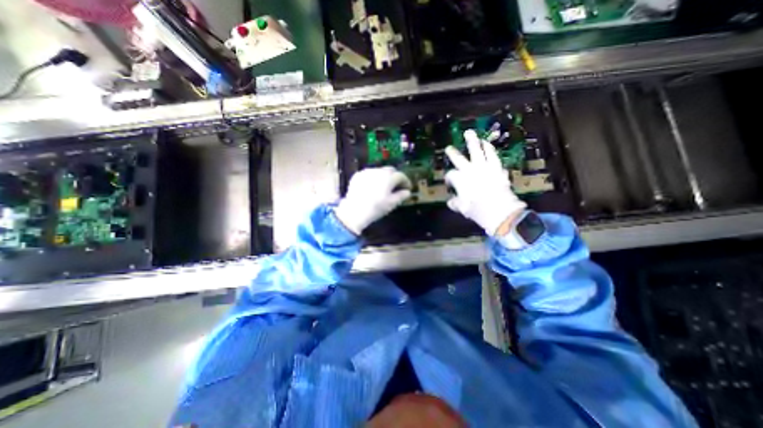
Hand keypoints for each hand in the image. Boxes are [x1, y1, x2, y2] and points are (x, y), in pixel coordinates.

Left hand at [331, 166, 408, 233]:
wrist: (354, 211)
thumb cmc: (376, 208)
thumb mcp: (392, 204)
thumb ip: (401, 196)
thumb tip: (407, 192)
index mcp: (389, 177)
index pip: (401, 176)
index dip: (406, 182)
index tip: (407, 188)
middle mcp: (379, 171)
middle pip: (390, 170)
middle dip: (395, 177)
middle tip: (396, 186)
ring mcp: (367, 172)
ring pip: (379, 171)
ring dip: (384, 177)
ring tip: (383, 187)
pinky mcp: (358, 175)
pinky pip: (369, 174)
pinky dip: (373, 178)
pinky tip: (372, 187)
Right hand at [445, 131, 527, 237]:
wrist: (501, 211)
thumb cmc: (479, 211)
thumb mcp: (463, 209)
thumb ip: (455, 203)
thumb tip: (451, 201)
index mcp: (460, 180)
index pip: (451, 175)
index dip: (448, 178)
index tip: (449, 182)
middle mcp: (470, 171)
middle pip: (459, 159)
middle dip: (453, 153)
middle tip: (449, 148)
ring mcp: (485, 167)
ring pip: (478, 151)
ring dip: (474, 142)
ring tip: (471, 135)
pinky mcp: (497, 168)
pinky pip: (493, 155)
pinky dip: (490, 149)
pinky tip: (488, 145)